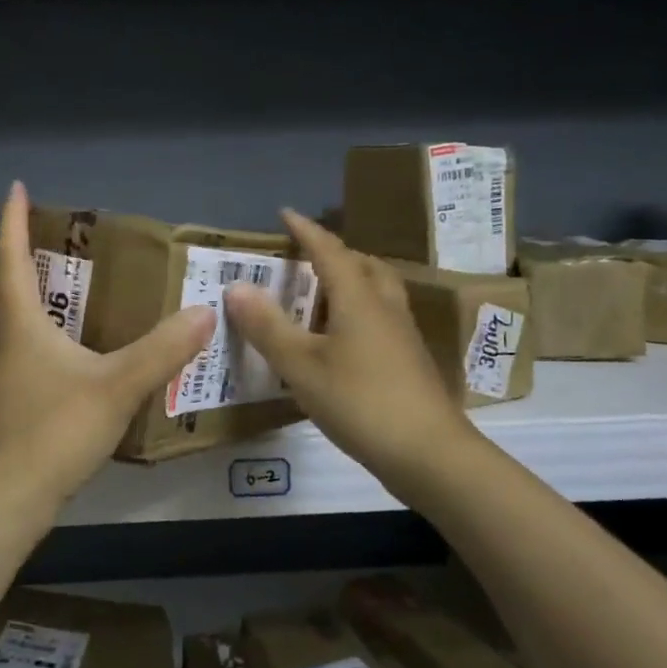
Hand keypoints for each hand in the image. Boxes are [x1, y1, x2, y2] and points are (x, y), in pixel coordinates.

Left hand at [0, 183, 216, 528]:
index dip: (11, 220)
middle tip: (14, 251)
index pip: (8, 257)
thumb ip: (163, 350)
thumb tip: (204, 313)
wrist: (4, 500)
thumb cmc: (55, 432)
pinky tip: (16, 357)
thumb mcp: (118, 387)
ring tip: (12, 296)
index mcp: (15, 322)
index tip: (15, 188)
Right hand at [224, 210, 478, 505]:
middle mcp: (384, 306)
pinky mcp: (408, 360)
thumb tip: (236, 286)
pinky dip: (357, 310)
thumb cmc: (360, 401)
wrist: (430, 454)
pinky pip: (380, 316)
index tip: (285, 213)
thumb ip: (267, 326)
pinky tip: (340, 339)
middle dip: (333, 253)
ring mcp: (402, 334)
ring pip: (376, 291)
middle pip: (362, 265)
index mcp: (358, 297)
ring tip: (320, 294)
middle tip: (304, 258)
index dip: (305, 230)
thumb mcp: (301, 365)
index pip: (328, 250)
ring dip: (350, 281)